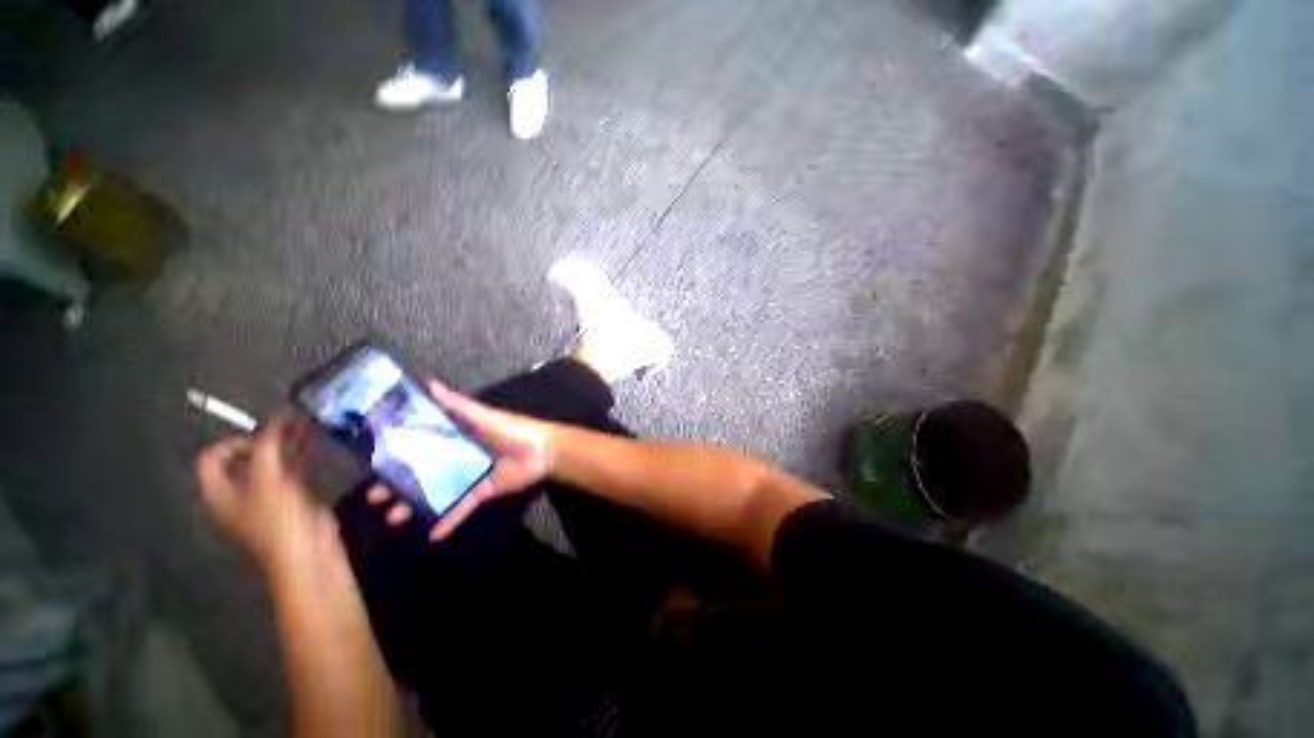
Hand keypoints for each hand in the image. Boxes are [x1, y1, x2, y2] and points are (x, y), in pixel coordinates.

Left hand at [195, 416, 335, 578]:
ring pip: (270, 462)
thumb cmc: (277, 520)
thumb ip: (268, 447)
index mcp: (217, 491)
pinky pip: (289, 470)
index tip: (262, 437)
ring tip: (305, 424)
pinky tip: (313, 443)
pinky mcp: (290, 498)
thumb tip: (275, 418)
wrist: (306, 552)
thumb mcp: (268, 480)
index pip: (212, 456)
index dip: (234, 441)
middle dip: (265, 438)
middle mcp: (236, 491)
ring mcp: (264, 495)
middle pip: (242, 457)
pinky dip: (298, 455)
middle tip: (289, 421)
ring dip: (285, 443)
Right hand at [368, 381, 554, 541]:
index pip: (419, 444)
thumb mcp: (483, 416)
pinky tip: (431, 535)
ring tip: (393, 517)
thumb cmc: (513, 430)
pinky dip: (448, 521)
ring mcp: (468, 476)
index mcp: (456, 437)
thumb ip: (457, 404)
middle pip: (421, 472)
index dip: (396, 453)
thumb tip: (429, 382)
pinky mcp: (481, 492)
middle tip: (374, 497)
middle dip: (396, 485)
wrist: (544, 451)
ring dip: (413, 506)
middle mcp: (457, 457)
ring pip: (434, 493)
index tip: (370, 461)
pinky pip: (461, 508)